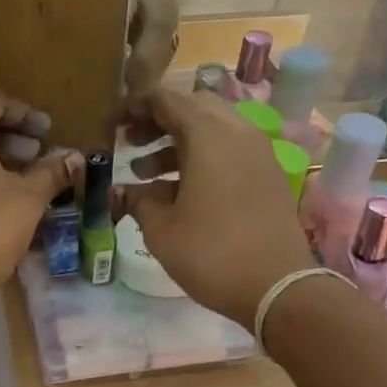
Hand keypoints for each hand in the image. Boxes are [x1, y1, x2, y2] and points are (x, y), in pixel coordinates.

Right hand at [117, 87, 313, 325]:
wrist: (277, 286)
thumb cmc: (211, 253)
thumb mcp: (161, 230)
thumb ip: (137, 202)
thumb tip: (121, 193)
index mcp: (208, 134)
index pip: (165, 99)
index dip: (132, 107)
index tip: (109, 125)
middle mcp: (237, 131)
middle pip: (191, 109)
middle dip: (156, 122)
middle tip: (129, 144)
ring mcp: (258, 152)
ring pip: (211, 131)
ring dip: (176, 144)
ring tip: (144, 174)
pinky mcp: (267, 175)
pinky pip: (228, 152)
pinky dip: (200, 159)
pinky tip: (178, 191)